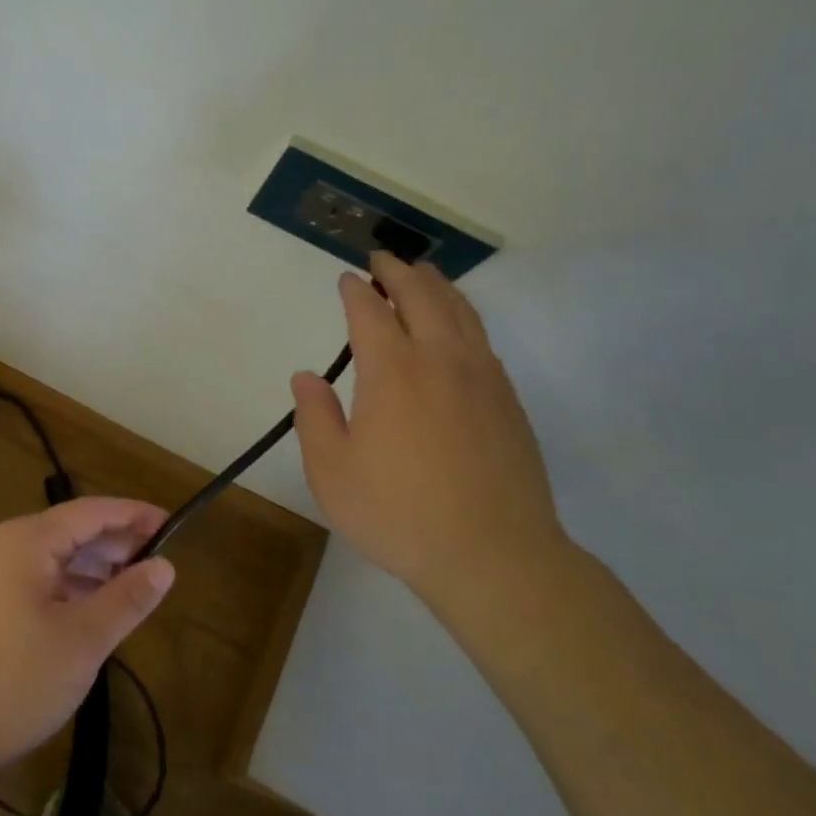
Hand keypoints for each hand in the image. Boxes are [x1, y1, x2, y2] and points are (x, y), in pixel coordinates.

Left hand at [0, 498, 175, 780]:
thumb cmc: (12, 681)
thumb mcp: (82, 641)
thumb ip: (126, 599)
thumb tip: (165, 566)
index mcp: (26, 540)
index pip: (91, 511)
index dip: (133, 515)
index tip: (171, 522)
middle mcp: (4, 545)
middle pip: (71, 531)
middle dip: (115, 544)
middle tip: (158, 561)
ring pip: (53, 559)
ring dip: (93, 569)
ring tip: (132, 587)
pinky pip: (36, 580)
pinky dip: (68, 589)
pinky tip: (90, 611)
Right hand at [291, 252, 566, 605]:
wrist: (494, 557)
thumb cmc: (399, 514)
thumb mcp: (332, 473)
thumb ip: (315, 417)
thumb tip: (307, 376)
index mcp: (392, 372)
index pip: (370, 313)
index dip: (356, 291)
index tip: (347, 279)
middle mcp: (441, 361)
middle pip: (422, 296)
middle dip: (399, 271)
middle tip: (382, 259)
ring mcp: (482, 378)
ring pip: (460, 311)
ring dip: (436, 286)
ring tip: (421, 275)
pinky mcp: (508, 400)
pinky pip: (482, 338)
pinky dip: (463, 316)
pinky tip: (456, 327)